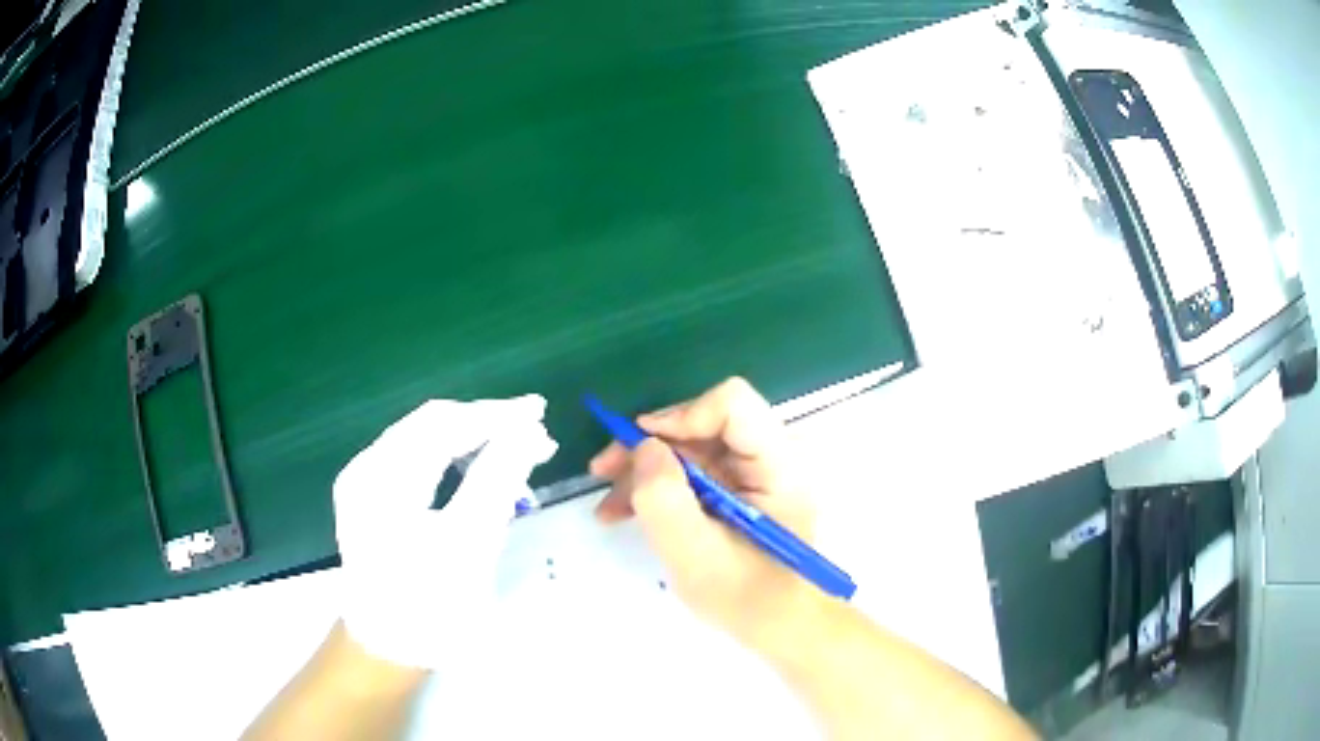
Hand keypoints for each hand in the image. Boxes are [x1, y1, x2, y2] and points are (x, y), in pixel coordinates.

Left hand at [332, 395, 556, 668]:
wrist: (389, 652)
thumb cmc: (430, 607)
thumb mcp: (470, 545)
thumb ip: (497, 480)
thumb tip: (527, 430)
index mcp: (380, 478)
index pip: (440, 424)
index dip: (493, 415)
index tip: (540, 412)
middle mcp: (365, 470)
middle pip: (428, 427)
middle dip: (484, 425)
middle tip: (535, 434)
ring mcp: (364, 485)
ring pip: (423, 442)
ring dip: (471, 440)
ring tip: (515, 449)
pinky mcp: (372, 501)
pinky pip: (416, 463)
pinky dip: (452, 459)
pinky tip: (478, 467)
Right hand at [590, 378, 819, 651]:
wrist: (781, 629)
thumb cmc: (747, 599)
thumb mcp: (695, 555)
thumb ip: (665, 498)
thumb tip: (645, 446)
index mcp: (779, 466)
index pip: (733, 405)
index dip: (681, 416)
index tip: (640, 448)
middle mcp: (772, 457)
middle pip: (704, 423)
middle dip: (650, 446)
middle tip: (603, 472)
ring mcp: (756, 474)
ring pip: (691, 447)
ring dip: (646, 470)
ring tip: (608, 506)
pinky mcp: (741, 490)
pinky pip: (694, 472)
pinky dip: (659, 487)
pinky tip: (625, 511)